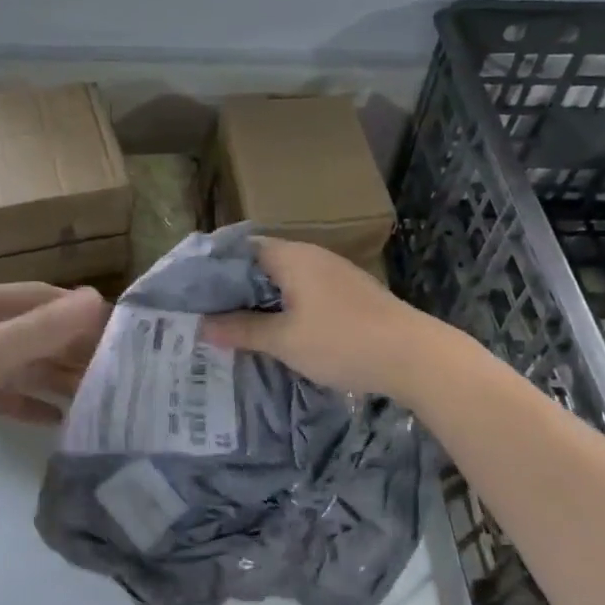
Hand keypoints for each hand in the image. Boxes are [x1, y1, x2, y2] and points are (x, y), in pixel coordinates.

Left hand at [0, 282, 109, 475]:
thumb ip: (46, 327)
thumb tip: (98, 299)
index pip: (43, 298)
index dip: (78, 312)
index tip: (116, 331)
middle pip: (38, 333)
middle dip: (72, 349)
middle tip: (113, 370)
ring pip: (26, 366)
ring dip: (57, 378)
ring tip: (96, 397)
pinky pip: (9, 395)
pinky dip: (32, 404)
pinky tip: (59, 420)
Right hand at [200, 238, 433, 398]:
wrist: (415, 357)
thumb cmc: (343, 342)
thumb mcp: (285, 341)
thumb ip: (241, 330)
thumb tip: (201, 326)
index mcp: (292, 257)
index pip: (240, 248)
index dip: (213, 265)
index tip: (189, 289)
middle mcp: (311, 257)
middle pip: (260, 264)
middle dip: (232, 287)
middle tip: (204, 311)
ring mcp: (333, 275)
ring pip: (282, 281)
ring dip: (258, 300)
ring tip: (231, 324)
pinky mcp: (348, 295)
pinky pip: (302, 293)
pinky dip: (282, 308)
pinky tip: (273, 332)